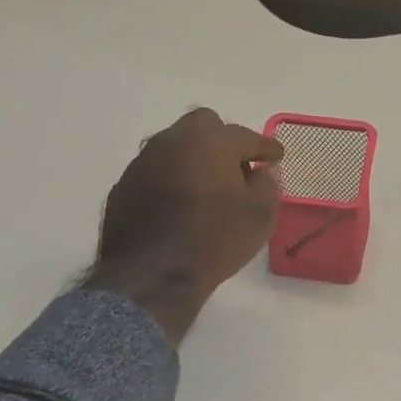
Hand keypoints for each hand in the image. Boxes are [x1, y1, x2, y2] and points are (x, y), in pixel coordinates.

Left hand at [84, 108, 282, 342]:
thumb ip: (267, 185)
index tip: (276, 156)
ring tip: (206, 189)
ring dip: (194, 160)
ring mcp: (143, 160)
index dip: (265, 147)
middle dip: (224, 142)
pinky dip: (171, 180)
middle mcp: (173, 139)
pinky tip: (178, 206)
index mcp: (210, 141)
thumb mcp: (259, 216)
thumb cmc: (214, 241)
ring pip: (176, 147)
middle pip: (204, 126)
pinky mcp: (124, 185)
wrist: (152, 274)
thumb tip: (262, 172)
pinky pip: (156, 172)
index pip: (246, 136)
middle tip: (237, 170)